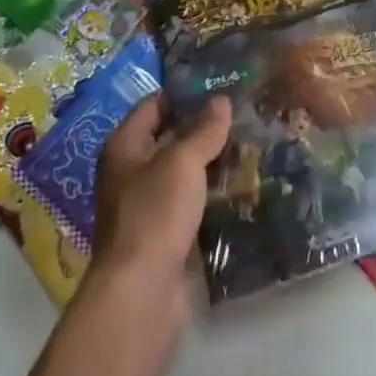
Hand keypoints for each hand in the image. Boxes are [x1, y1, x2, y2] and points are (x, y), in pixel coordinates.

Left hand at [90, 93, 231, 301]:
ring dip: (212, 161)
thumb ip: (203, 130)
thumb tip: (221, 100)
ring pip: (184, 172)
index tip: (221, 84)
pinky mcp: (166, 234)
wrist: (142, 291)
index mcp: (125, 146)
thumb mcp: (182, 162)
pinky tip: (242, 185)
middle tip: (244, 113)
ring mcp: (148, 205)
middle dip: (204, 128)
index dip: (185, 93)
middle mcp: (131, 171)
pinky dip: (212, 193)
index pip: (154, 105)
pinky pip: (192, 202)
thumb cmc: (155, 213)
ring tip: (251, 144)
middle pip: (170, 138)